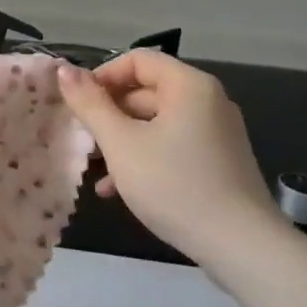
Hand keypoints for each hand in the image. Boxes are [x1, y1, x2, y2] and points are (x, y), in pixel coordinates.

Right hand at [57, 52, 283, 267]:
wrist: (242, 247)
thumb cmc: (175, 185)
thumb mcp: (121, 144)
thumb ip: (90, 104)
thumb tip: (64, 69)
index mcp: (188, 86)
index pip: (137, 60)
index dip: (102, 76)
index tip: (78, 105)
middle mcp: (207, 101)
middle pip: (146, 91)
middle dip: (108, 113)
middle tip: (82, 139)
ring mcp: (216, 133)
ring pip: (156, 122)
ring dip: (121, 139)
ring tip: (94, 168)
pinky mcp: (218, 162)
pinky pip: (172, 145)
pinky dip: (145, 157)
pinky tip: (118, 188)